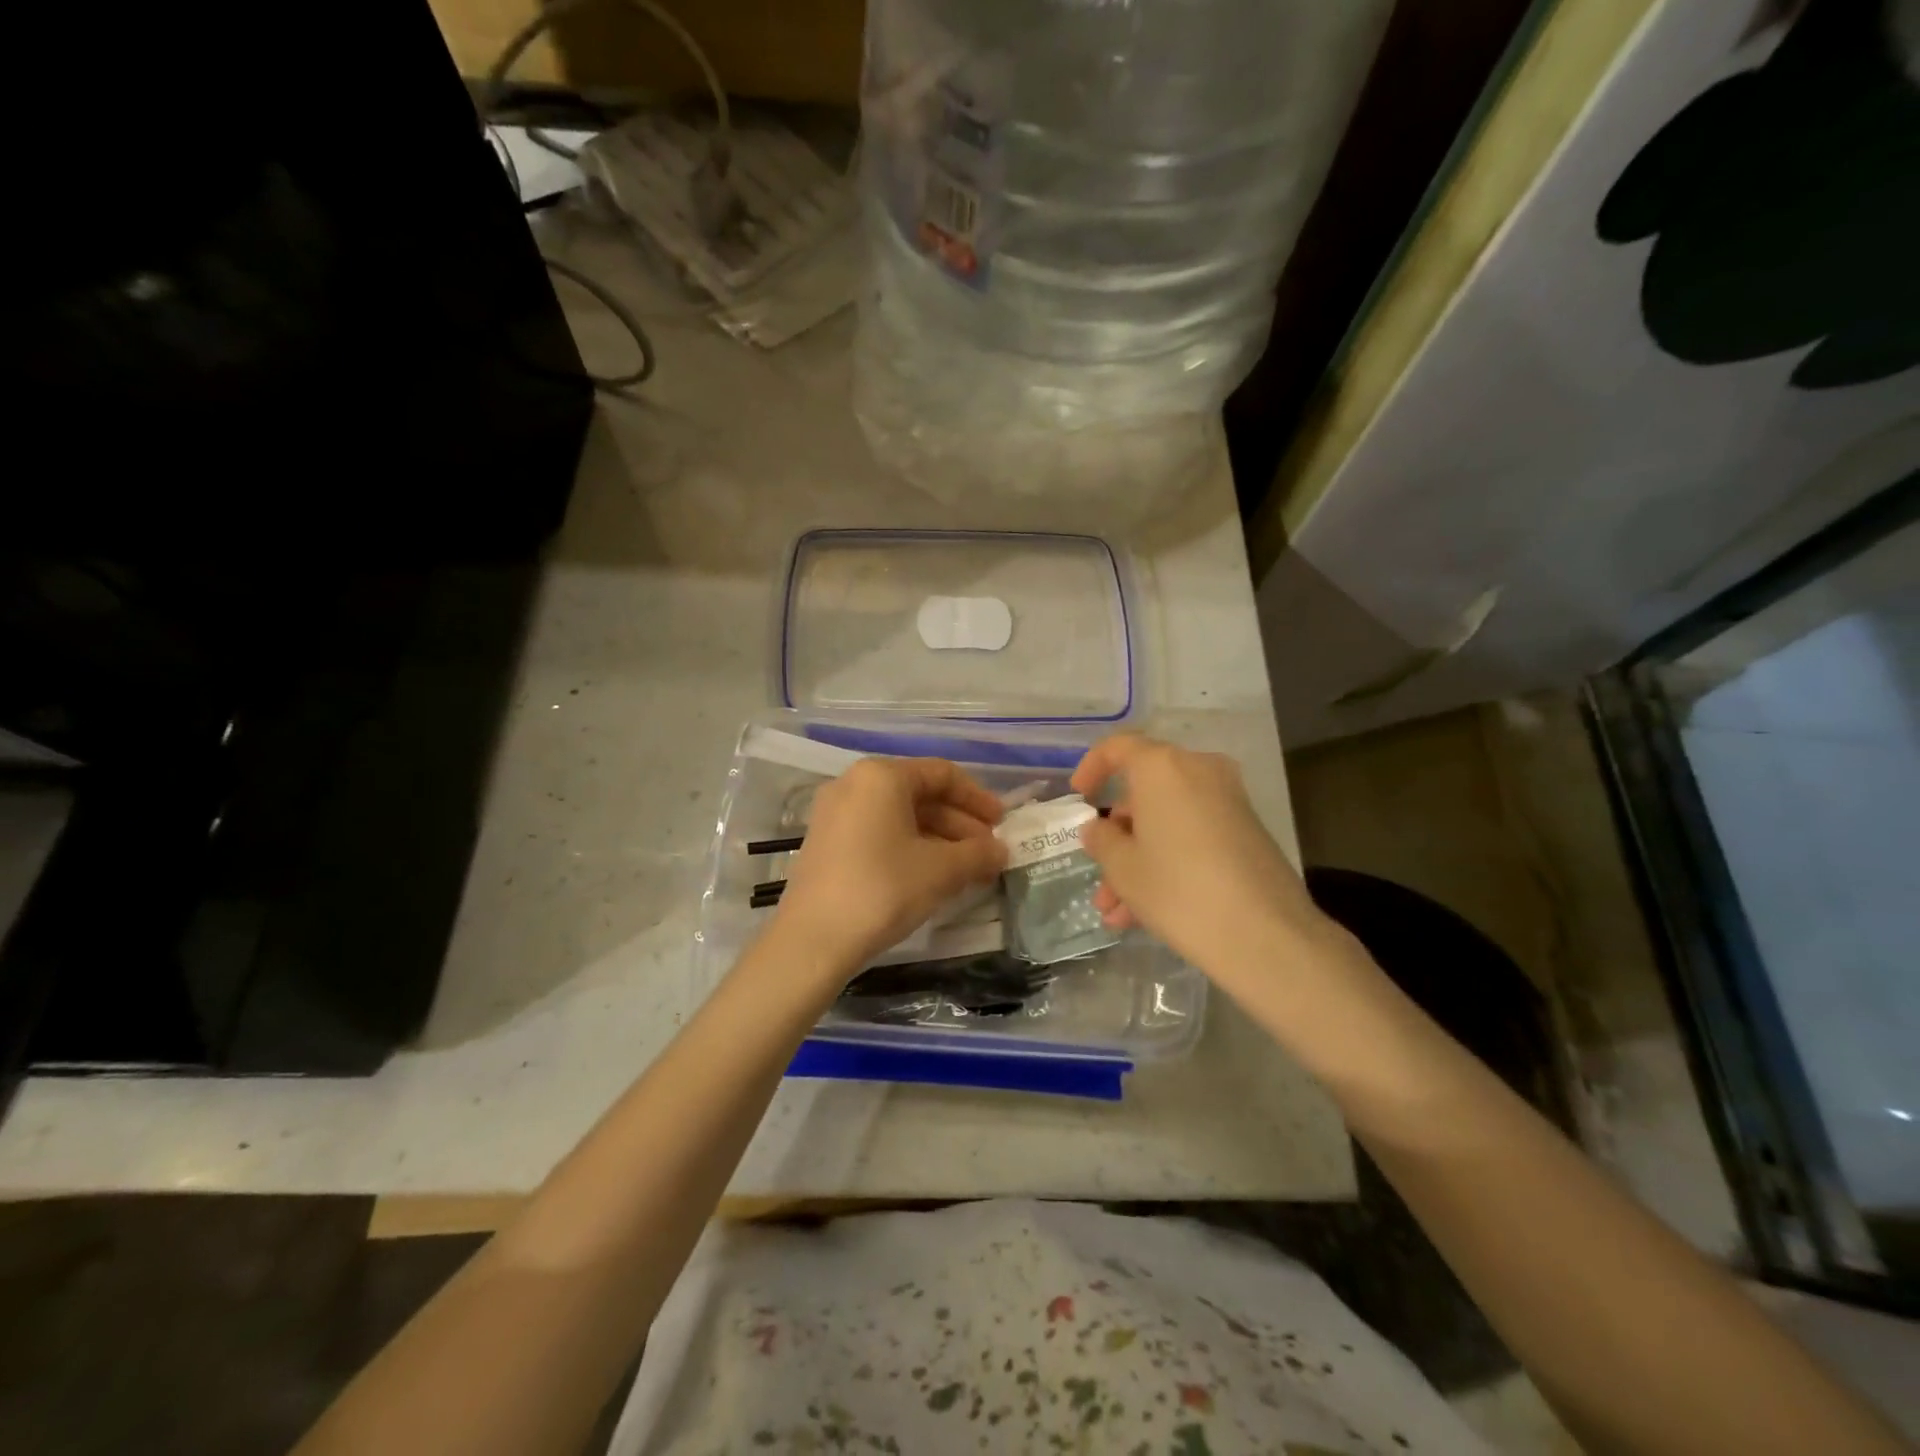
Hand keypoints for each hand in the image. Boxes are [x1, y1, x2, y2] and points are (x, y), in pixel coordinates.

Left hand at [770, 757, 1007, 976]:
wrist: (812, 940)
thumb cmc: (883, 889)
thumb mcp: (941, 871)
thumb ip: (977, 854)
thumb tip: (1000, 850)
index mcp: (881, 776)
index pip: (942, 774)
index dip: (978, 798)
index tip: (1002, 825)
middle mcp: (854, 784)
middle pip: (920, 794)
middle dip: (960, 825)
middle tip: (988, 855)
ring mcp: (836, 813)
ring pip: (900, 816)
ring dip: (939, 840)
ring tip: (967, 871)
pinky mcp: (827, 842)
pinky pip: (879, 832)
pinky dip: (910, 848)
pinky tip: (931, 877)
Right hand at [1072, 734, 1333, 983]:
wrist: (1266, 935)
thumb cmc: (1178, 890)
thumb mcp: (1123, 868)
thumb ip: (1102, 840)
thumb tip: (1099, 828)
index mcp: (1162, 767)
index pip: (1118, 747)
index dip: (1091, 768)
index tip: (1079, 798)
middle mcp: (1198, 771)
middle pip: (1144, 792)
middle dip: (1117, 836)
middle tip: (1099, 874)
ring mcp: (1228, 800)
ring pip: (1167, 820)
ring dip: (1139, 859)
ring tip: (1117, 913)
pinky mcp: (1247, 831)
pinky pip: (1193, 834)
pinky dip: (1168, 861)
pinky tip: (1147, 913)